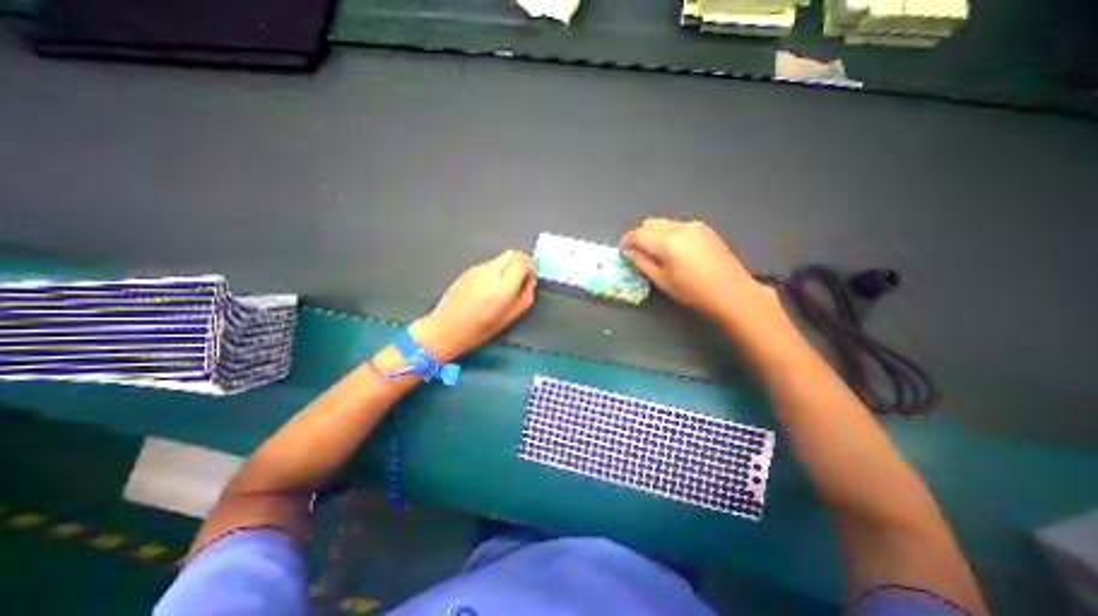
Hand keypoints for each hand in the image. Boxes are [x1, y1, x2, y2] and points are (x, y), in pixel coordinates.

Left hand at [406, 251, 537, 359]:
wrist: (446, 328)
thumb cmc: (480, 329)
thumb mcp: (510, 317)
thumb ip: (525, 296)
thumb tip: (529, 281)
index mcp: (502, 287)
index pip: (522, 261)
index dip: (530, 268)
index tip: (529, 280)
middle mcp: (490, 272)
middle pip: (512, 253)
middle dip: (521, 262)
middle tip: (521, 278)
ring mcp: (477, 269)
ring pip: (500, 258)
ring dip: (508, 267)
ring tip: (503, 286)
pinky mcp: (468, 270)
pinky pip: (489, 264)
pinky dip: (496, 270)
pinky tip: (488, 288)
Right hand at [621, 217, 775, 322]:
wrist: (731, 292)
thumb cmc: (692, 292)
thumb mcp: (662, 280)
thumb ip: (642, 262)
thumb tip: (629, 251)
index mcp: (667, 242)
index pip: (638, 234)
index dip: (626, 241)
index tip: (623, 251)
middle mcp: (679, 227)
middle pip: (650, 224)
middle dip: (639, 236)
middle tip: (637, 253)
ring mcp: (694, 226)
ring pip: (664, 223)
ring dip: (654, 234)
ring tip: (655, 252)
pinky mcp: (704, 228)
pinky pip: (677, 225)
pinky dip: (668, 233)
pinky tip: (673, 250)